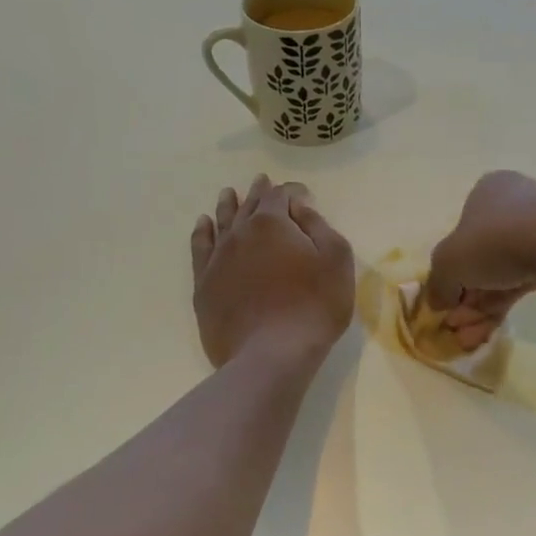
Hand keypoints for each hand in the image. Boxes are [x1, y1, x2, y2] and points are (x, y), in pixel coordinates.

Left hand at [191, 176, 354, 368]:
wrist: (270, 354)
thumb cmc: (313, 306)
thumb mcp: (335, 260)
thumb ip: (318, 225)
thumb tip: (299, 206)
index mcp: (272, 224)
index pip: (281, 196)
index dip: (292, 191)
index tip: (302, 193)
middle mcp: (239, 234)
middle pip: (249, 206)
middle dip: (258, 192)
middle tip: (261, 181)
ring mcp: (218, 259)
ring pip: (221, 223)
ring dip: (227, 206)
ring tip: (228, 193)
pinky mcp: (204, 285)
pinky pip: (200, 249)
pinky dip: (202, 233)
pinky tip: (203, 225)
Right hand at [425, 171, 535, 351]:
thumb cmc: (496, 241)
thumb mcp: (449, 261)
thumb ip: (438, 282)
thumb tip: (438, 301)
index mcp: (488, 190)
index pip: (459, 232)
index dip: (449, 269)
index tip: (444, 300)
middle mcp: (514, 204)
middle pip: (480, 258)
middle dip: (464, 298)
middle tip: (455, 326)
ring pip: (500, 274)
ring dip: (479, 308)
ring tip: (467, 339)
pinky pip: (521, 281)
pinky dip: (501, 306)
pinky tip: (486, 333)